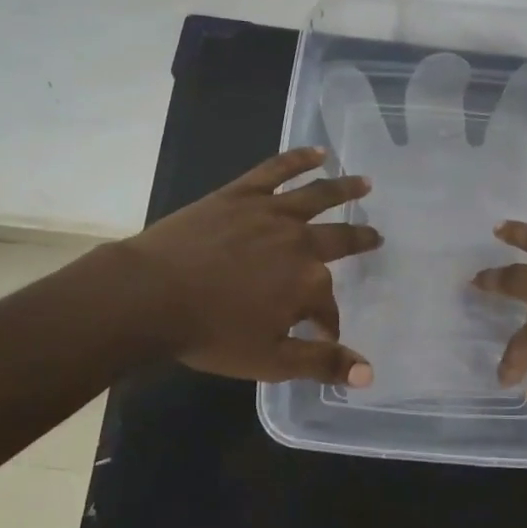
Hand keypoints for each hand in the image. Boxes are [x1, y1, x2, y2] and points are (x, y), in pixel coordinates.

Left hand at [116, 146, 383, 384]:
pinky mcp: (241, 194)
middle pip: (338, 240)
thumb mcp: (270, 360)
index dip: (327, 323)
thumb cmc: (210, 333)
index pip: (328, 307)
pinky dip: (299, 159)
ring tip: (365, 183)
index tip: (322, 335)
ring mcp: (270, 212)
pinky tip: (318, 153)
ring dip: (344, 189)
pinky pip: (277, 170)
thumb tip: (370, 374)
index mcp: (308, 283)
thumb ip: (322, 364)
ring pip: (318, 196)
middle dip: (359, 241)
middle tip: (375, 238)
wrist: (150, 295)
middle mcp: (299, 242)